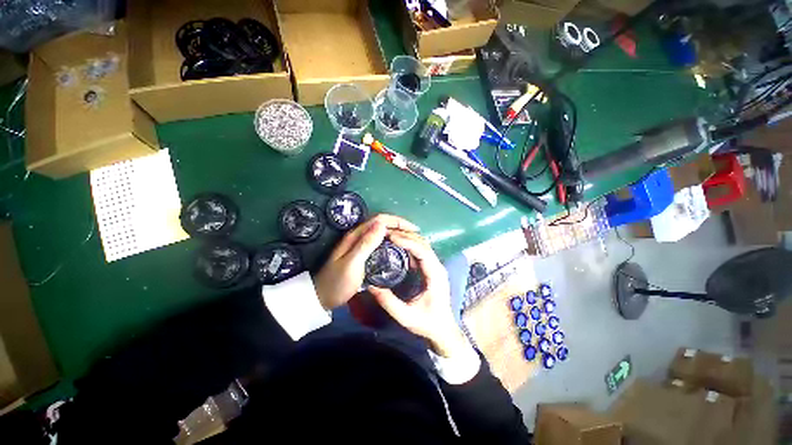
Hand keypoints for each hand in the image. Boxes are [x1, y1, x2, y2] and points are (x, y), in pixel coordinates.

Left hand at [314, 214, 418, 310]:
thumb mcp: (352, 264)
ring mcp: (359, 244)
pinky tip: (397, 250)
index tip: (413, 229)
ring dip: (396, 233)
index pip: (379, 219)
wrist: (322, 298)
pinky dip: (390, 242)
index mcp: (356, 235)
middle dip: (399, 226)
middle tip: (415, 235)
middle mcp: (358, 236)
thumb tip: (382, 224)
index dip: (397, 221)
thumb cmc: (337, 282)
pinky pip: (379, 243)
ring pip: (381, 233)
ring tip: (410, 241)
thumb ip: (366, 244)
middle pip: (381, 224)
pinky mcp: (362, 253)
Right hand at [368, 232, 467, 357]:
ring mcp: (435, 267)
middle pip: (423, 244)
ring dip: (408, 238)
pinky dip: (410, 245)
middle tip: (387, 233)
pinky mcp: (431, 269)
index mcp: (435, 275)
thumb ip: (389, 303)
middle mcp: (438, 267)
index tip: (391, 237)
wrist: (444, 330)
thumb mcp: (407, 317)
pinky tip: (397, 245)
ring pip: (423, 245)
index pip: (423, 251)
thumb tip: (371, 286)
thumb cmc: (428, 324)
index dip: (407, 242)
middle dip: (406, 236)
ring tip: (391, 236)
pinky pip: (421, 252)